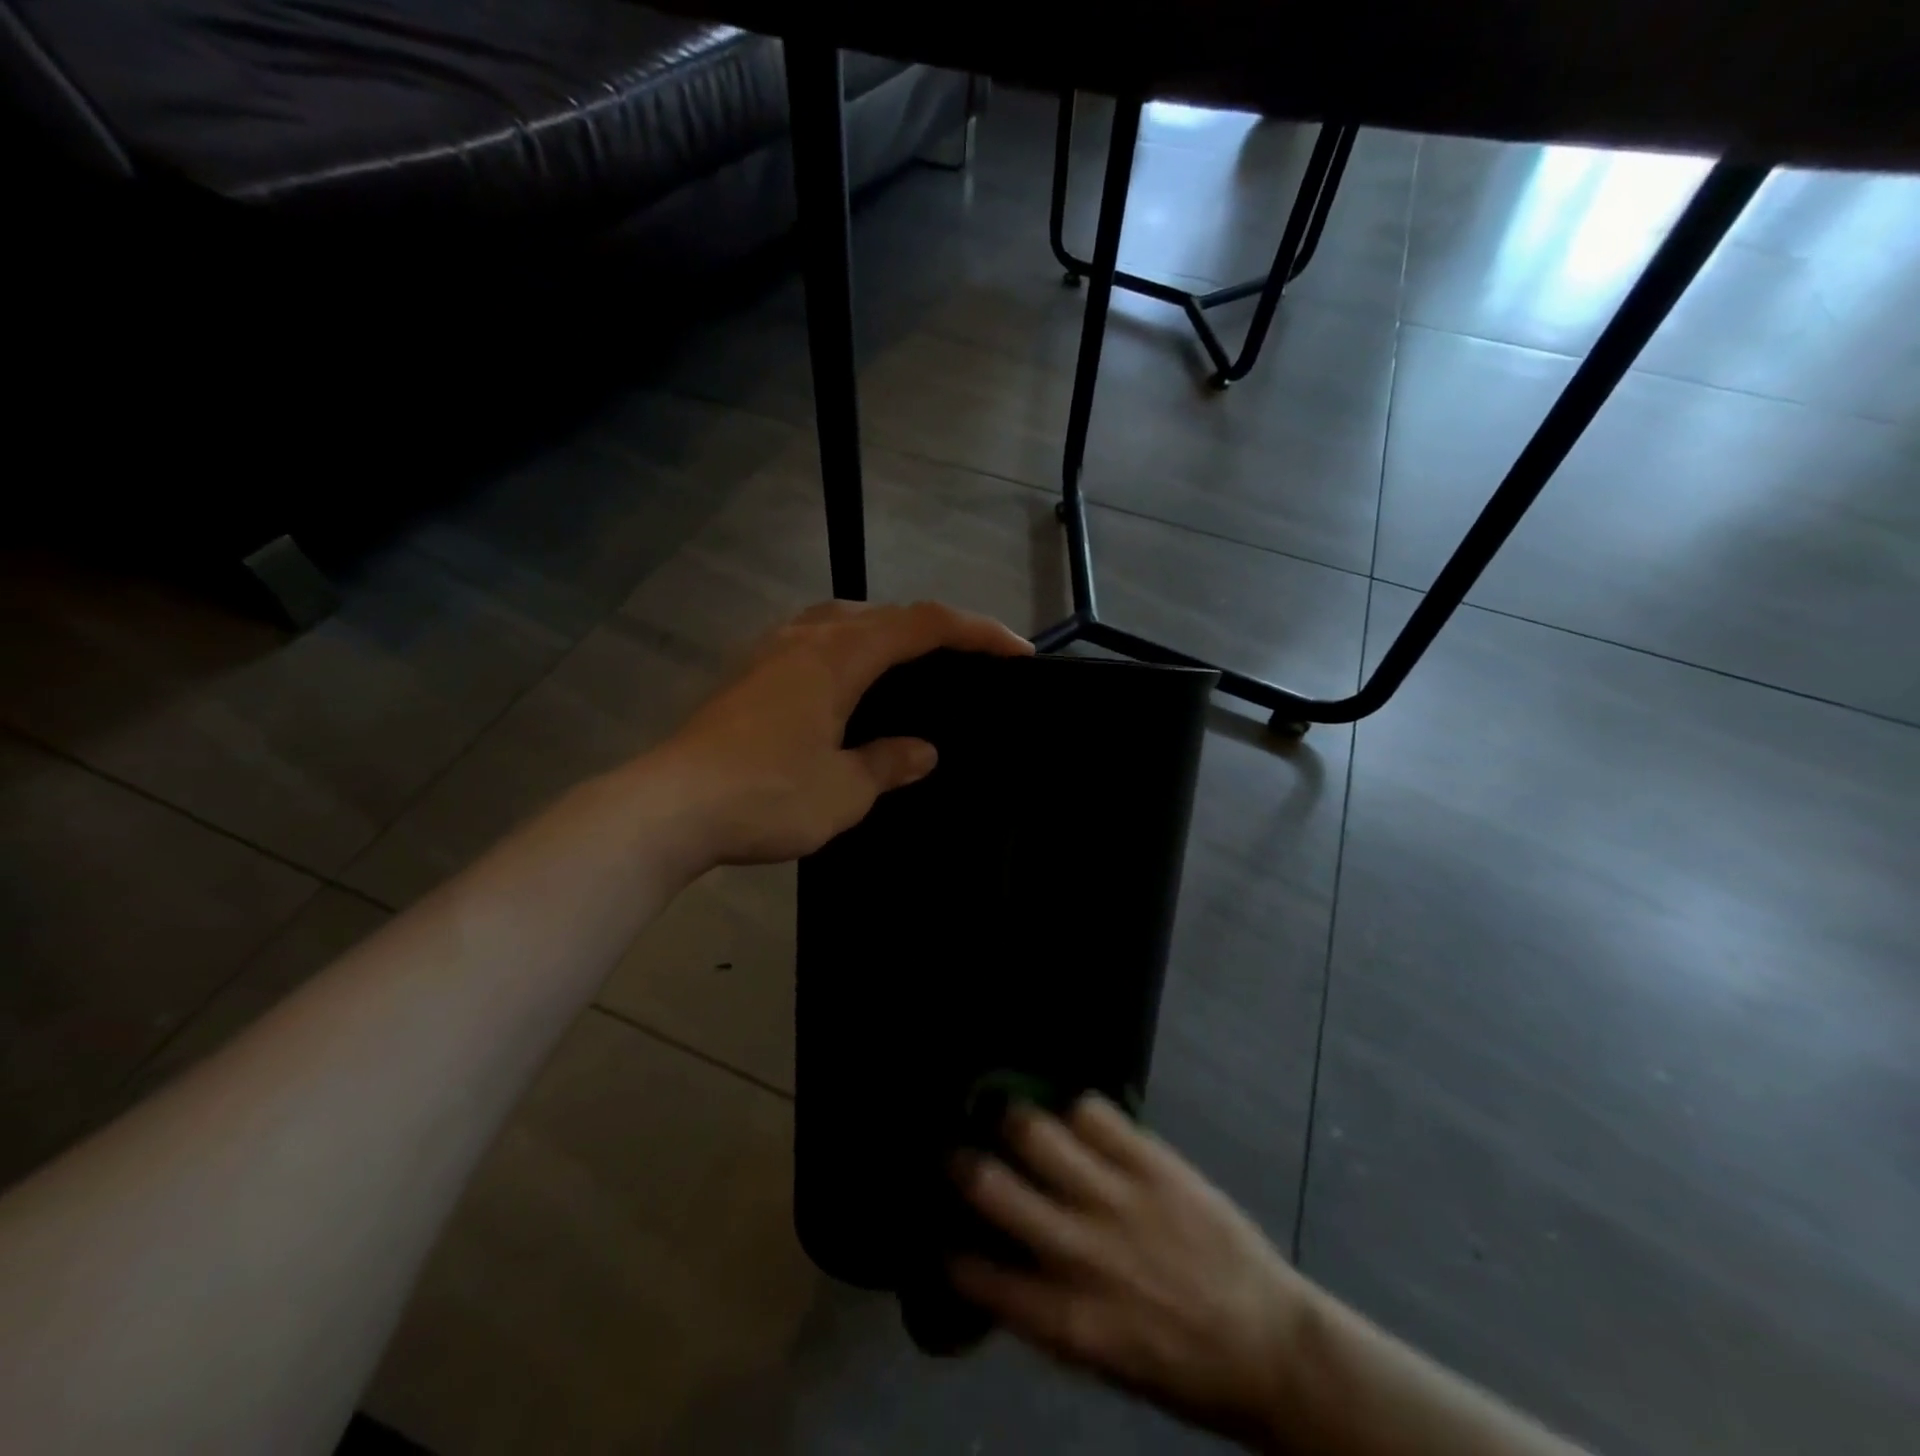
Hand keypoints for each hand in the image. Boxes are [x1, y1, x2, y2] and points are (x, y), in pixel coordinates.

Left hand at [652, 600, 1031, 867]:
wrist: (666, 808)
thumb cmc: (765, 795)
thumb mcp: (843, 790)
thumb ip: (888, 763)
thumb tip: (922, 750)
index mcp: (839, 654)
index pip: (924, 625)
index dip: (977, 632)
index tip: (1016, 652)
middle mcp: (805, 636)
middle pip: (882, 612)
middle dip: (931, 629)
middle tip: (963, 662)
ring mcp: (769, 651)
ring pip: (841, 620)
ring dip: (884, 635)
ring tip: (909, 669)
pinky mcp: (746, 675)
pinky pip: (812, 642)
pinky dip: (846, 652)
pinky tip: (846, 690)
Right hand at [952, 1095, 1305, 1448]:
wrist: (1271, 1347)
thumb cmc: (1183, 1366)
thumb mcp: (1103, 1360)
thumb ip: (1049, 1309)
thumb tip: (1005, 1265)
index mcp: (1065, 1317)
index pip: (980, 1275)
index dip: (953, 1251)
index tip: (944, 1234)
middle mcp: (1080, 1251)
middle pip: (994, 1186)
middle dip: (963, 1164)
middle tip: (958, 1152)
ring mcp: (1117, 1198)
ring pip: (1037, 1133)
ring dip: (1013, 1121)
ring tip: (1008, 1116)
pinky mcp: (1152, 1162)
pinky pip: (1094, 1112)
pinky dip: (1077, 1109)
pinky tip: (1076, 1118)